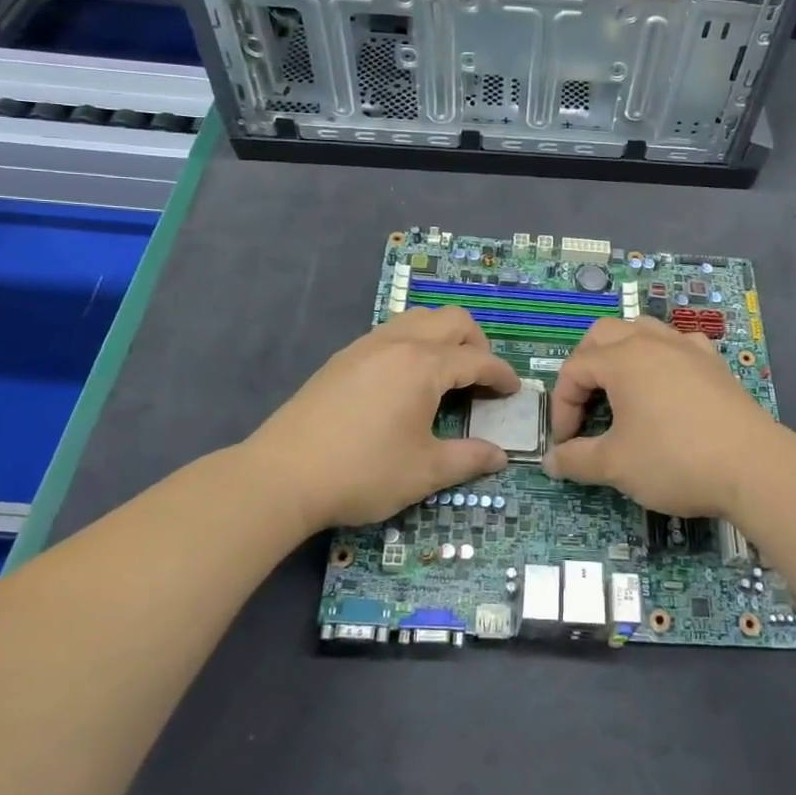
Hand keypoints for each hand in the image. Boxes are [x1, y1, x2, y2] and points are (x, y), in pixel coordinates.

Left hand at [241, 307, 519, 533]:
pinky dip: (414, 344)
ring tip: (446, 375)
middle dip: (477, 344)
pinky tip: (406, 382)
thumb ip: (468, 459)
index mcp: (424, 365)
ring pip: (419, 319)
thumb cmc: (362, 472)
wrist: (281, 476)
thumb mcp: (424, 471)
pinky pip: (392, 332)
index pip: (477, 359)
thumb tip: (500, 457)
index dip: (501, 375)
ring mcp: (366, 346)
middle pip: (452, 320)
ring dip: (443, 337)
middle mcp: (398, 342)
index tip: (514, 392)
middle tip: (481, 379)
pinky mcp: (343, 358)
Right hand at [542, 317, 784, 519]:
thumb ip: (576, 460)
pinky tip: (666, 383)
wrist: (754, 467)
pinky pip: (678, 344)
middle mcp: (653, 342)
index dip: (561, 406)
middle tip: (584, 405)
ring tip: (619, 388)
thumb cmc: (675, 460)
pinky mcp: (714, 363)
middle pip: (603, 335)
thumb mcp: (615, 465)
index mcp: (623, 359)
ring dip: (621, 353)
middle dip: (584, 367)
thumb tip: (551, 462)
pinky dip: (661, 357)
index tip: (566, 444)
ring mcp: (688, 348)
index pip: (574, 370)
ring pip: (642, 330)